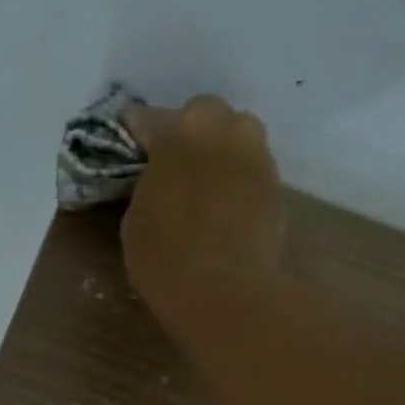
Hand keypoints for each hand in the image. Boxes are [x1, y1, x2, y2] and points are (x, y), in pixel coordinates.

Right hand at [120, 95, 285, 347]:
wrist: (224, 291)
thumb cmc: (164, 258)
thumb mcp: (135, 219)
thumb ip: (147, 184)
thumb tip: (158, 178)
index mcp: (177, 131)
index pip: (146, 118)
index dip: (134, 133)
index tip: (128, 146)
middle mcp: (222, 128)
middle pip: (201, 113)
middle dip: (186, 132)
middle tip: (171, 164)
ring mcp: (256, 153)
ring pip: (233, 135)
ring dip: (217, 150)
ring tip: (201, 183)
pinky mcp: (276, 182)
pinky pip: (249, 167)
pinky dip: (235, 178)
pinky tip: (222, 206)